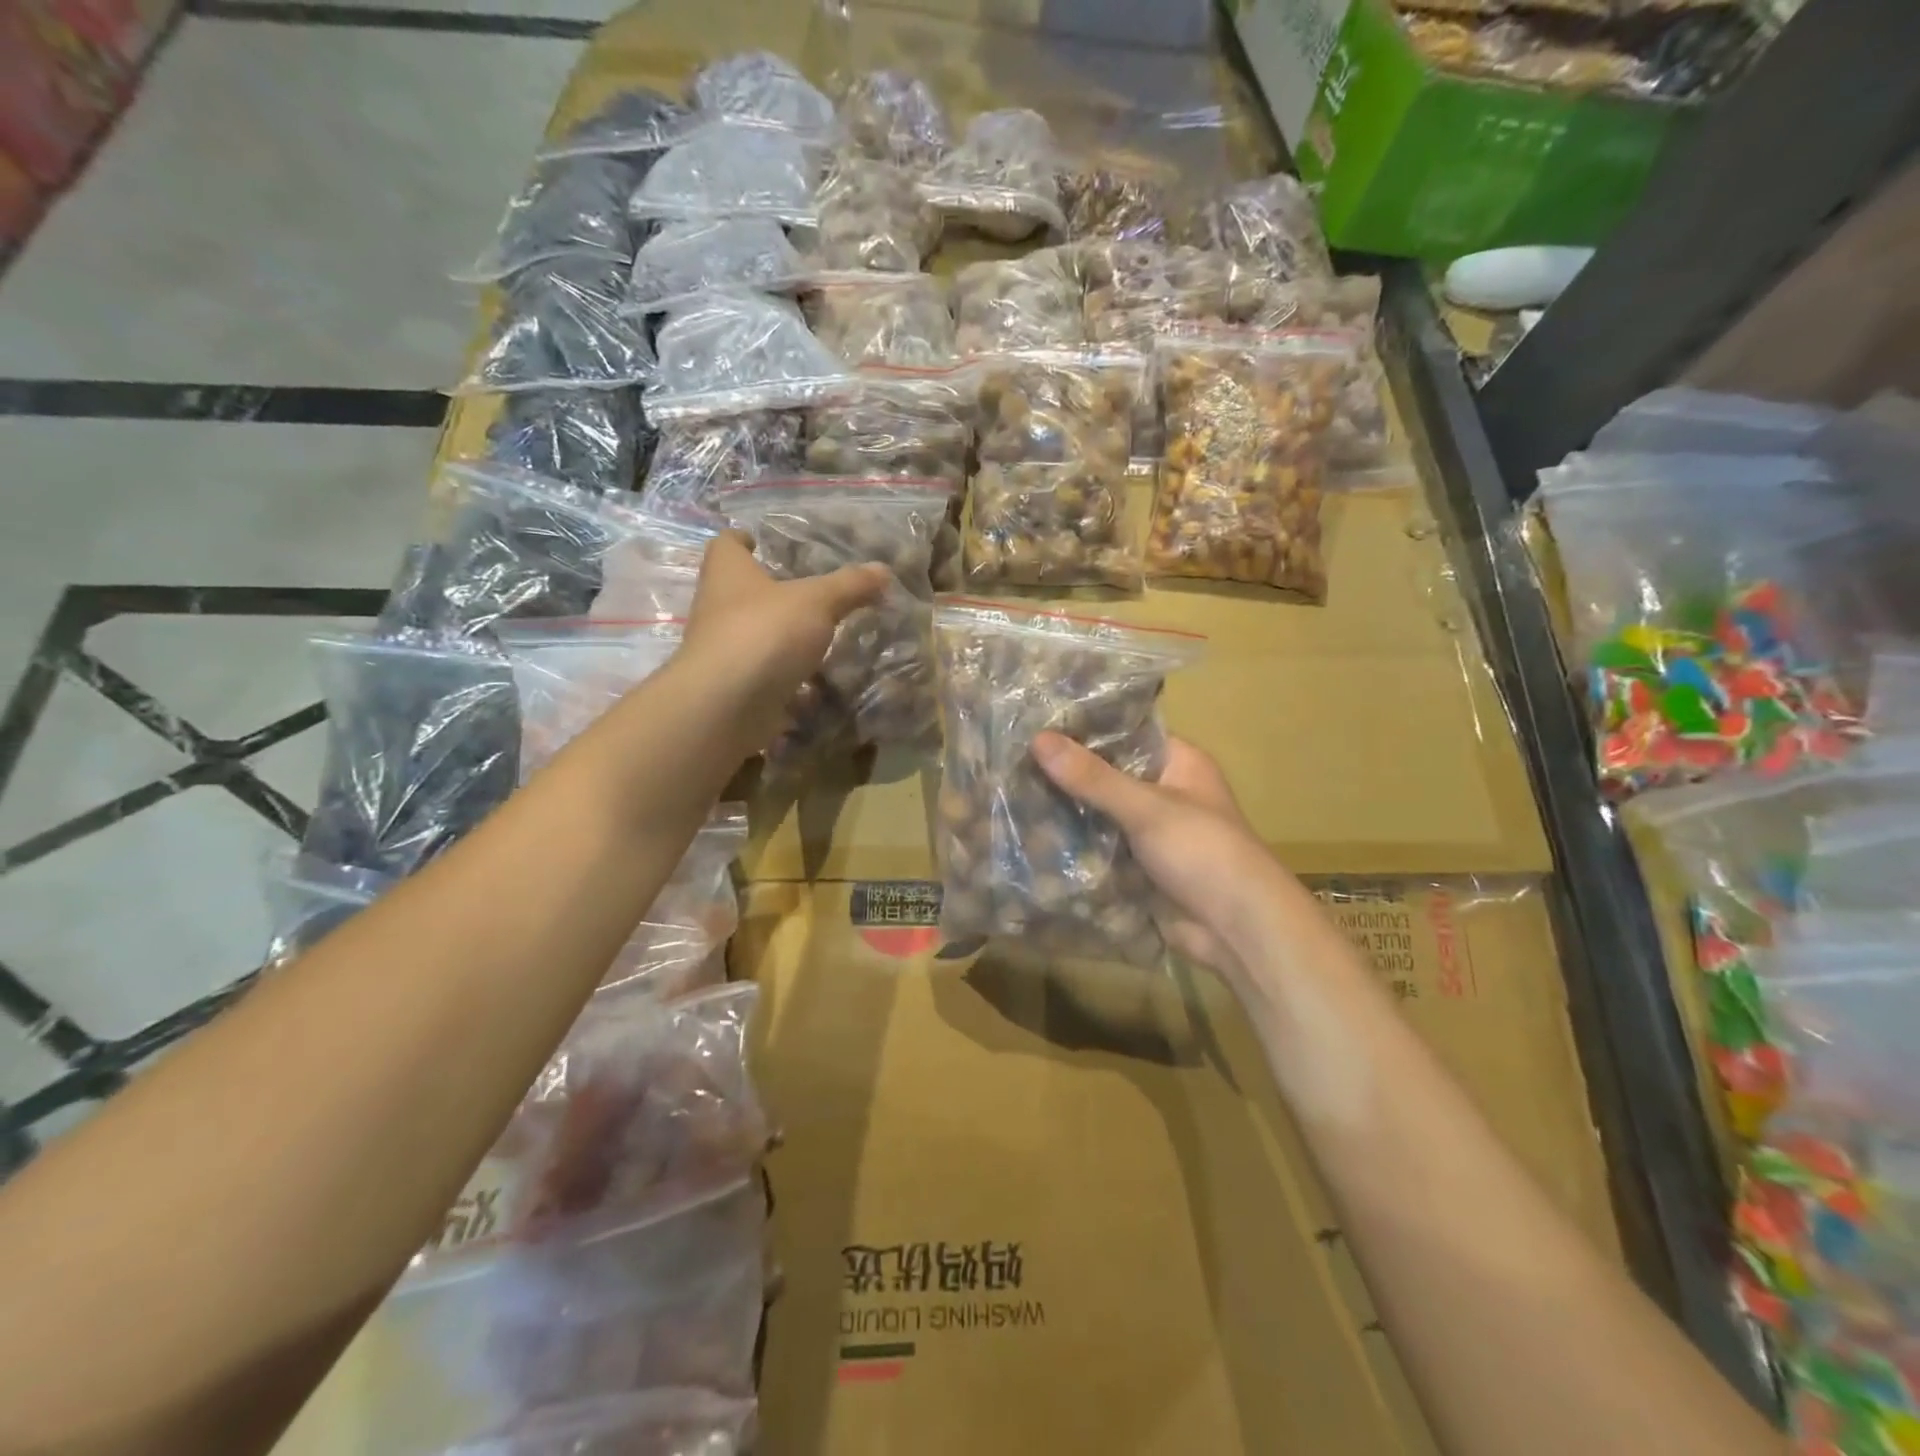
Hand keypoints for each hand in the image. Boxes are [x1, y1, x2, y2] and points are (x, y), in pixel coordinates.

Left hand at [681, 532, 889, 754]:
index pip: (727, 543)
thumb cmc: (764, 633)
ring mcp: (725, 651)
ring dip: (785, 637)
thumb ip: (850, 586)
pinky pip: (768, 677)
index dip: (745, 539)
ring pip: (757, 635)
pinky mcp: (736, 687)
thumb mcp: (817, 601)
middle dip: (774, 592)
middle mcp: (719, 607)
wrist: (726, 707)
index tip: (765, 542)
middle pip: (743, 591)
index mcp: (728, 572)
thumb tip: (883, 569)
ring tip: (825, 635)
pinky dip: (791, 679)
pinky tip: (821, 683)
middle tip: (814, 590)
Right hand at [1030, 733, 1292, 975]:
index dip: (1083, 729)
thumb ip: (1092, 777)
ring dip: (1064, 812)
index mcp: (1179, 763)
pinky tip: (1029, 839)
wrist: (1237, 931)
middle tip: (1010, 761)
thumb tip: (1038, 739)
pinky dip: (1072, 846)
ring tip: (1009, 795)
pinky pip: (1097, 849)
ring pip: (1098, 814)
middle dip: (1065, 774)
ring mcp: (1149, 833)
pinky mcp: (1137, 868)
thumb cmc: (1203, 853)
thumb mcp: (1147, 808)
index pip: (1125, 733)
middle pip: (1106, 775)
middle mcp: (1164, 792)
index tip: (1035, 723)